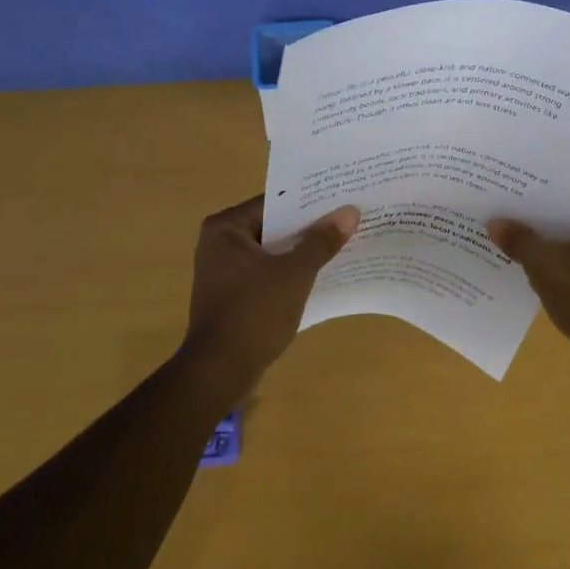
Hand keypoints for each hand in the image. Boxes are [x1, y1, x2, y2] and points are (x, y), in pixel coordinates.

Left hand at [180, 196, 358, 384]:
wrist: (221, 370)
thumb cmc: (254, 312)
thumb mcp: (294, 273)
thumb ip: (321, 241)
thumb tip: (350, 211)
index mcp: (226, 227)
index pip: (274, 202)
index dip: (309, 201)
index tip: (341, 198)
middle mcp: (219, 242)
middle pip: (273, 226)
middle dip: (308, 227)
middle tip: (347, 218)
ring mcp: (223, 270)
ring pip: (271, 251)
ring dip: (300, 251)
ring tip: (341, 243)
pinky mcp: (232, 295)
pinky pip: (266, 273)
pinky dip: (289, 272)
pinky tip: (319, 274)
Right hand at [488, 194, 569, 387]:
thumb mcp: (548, 267)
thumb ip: (520, 241)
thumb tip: (495, 222)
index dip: (544, 186)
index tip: (513, 183)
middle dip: (538, 217)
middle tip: (501, 207)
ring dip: (543, 244)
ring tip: (505, 236)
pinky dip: (552, 267)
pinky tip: (522, 269)